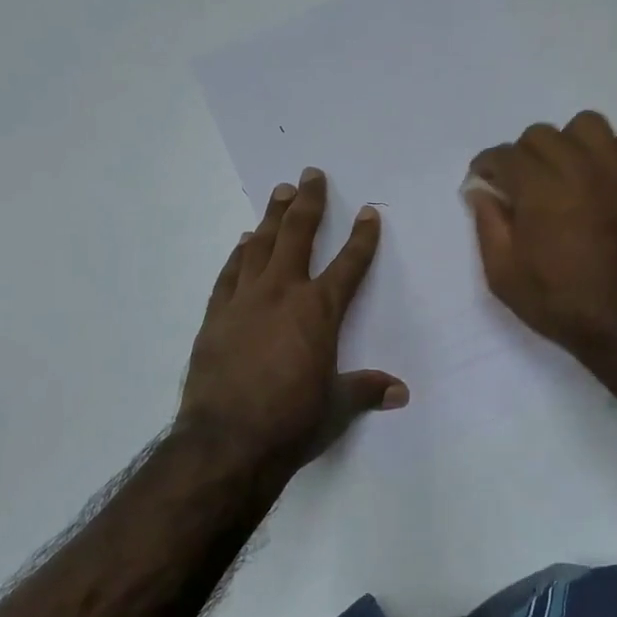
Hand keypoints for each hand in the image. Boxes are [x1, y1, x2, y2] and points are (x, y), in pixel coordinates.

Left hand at [180, 168, 406, 465]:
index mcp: (319, 311)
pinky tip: (243, 242)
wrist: (227, 441)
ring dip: (272, 217)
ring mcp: (245, 301)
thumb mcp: (338, 406)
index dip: (362, 237)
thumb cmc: (292, 421)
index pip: (348, 264)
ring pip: (260, 246)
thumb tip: (400, 392)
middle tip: (310, 174)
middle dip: (308, 203)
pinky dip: (239, 254)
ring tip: (279, 193)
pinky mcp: (215, 316)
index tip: (368, 213)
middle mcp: (283, 293)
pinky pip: (230, 274)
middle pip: (298, 235)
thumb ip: (367, 390)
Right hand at [464, 112, 616, 366]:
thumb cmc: (558, 303)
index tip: (483, 181)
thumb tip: (480, 190)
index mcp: (539, 191)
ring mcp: (615, 172)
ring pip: (585, 125)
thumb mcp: (503, 275)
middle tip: (520, 186)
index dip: (486, 166)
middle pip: (540, 134)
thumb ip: (487, 225)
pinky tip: (599, 176)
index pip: (504, 155)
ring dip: (566, 143)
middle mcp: (577, 169)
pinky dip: (610, 150)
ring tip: (562, 172)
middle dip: (521, 156)